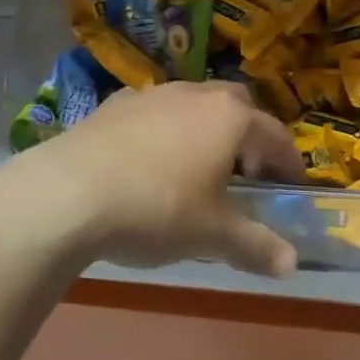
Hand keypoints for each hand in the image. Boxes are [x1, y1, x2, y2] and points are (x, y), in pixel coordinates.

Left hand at [26, 80, 302, 276]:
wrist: (67, 194)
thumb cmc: (157, 209)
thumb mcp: (212, 235)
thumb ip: (255, 246)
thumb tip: (291, 265)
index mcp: (230, 118)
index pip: (275, 135)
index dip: (288, 162)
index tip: (292, 185)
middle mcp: (195, 94)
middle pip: (237, 107)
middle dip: (248, 136)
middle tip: (246, 171)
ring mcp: (151, 95)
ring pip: (193, 105)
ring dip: (205, 130)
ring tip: (196, 168)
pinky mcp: (113, 105)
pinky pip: (153, 114)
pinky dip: (163, 132)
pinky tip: (148, 162)